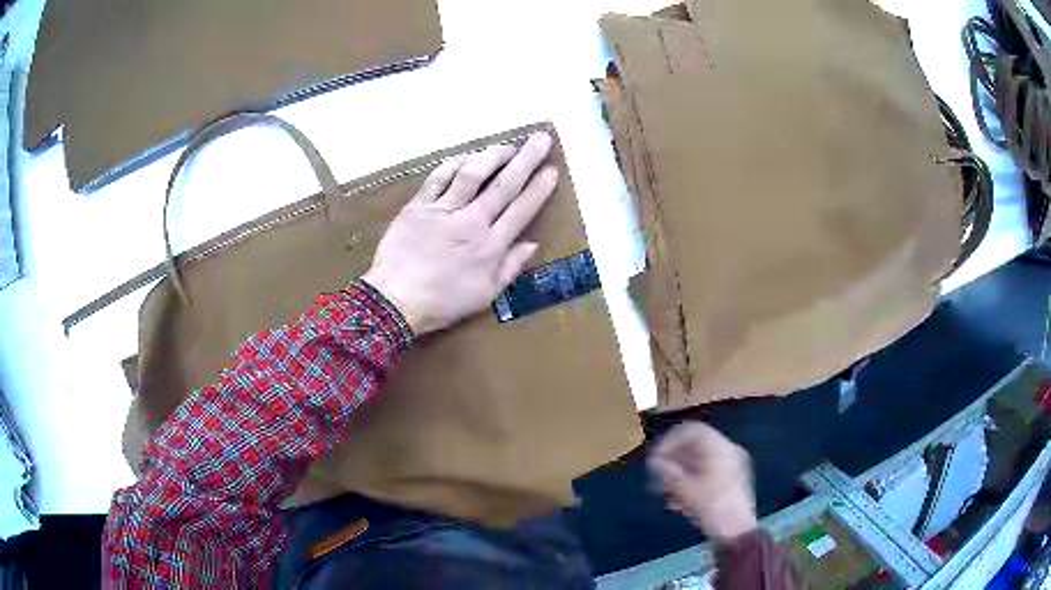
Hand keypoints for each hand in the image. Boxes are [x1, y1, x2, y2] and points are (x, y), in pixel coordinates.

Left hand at [362, 133, 557, 334]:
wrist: (396, 301)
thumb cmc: (442, 302)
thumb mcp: (485, 295)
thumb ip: (510, 267)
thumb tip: (532, 243)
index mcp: (490, 246)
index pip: (521, 210)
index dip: (539, 188)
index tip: (552, 170)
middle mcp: (472, 222)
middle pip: (504, 184)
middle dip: (526, 159)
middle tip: (541, 139)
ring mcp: (444, 210)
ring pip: (473, 174)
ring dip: (494, 155)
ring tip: (508, 145)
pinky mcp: (419, 205)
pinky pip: (439, 177)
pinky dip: (455, 163)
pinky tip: (468, 156)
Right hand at [649, 422, 757, 542]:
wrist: (737, 532)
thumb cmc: (713, 508)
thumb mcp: (687, 490)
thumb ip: (669, 472)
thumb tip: (654, 462)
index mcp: (721, 448)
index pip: (692, 431)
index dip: (670, 441)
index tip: (656, 458)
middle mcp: (728, 452)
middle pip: (694, 447)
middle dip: (673, 462)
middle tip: (658, 478)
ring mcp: (732, 468)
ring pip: (699, 463)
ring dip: (680, 476)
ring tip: (667, 494)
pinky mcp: (731, 483)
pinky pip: (706, 475)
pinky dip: (691, 484)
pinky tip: (679, 503)